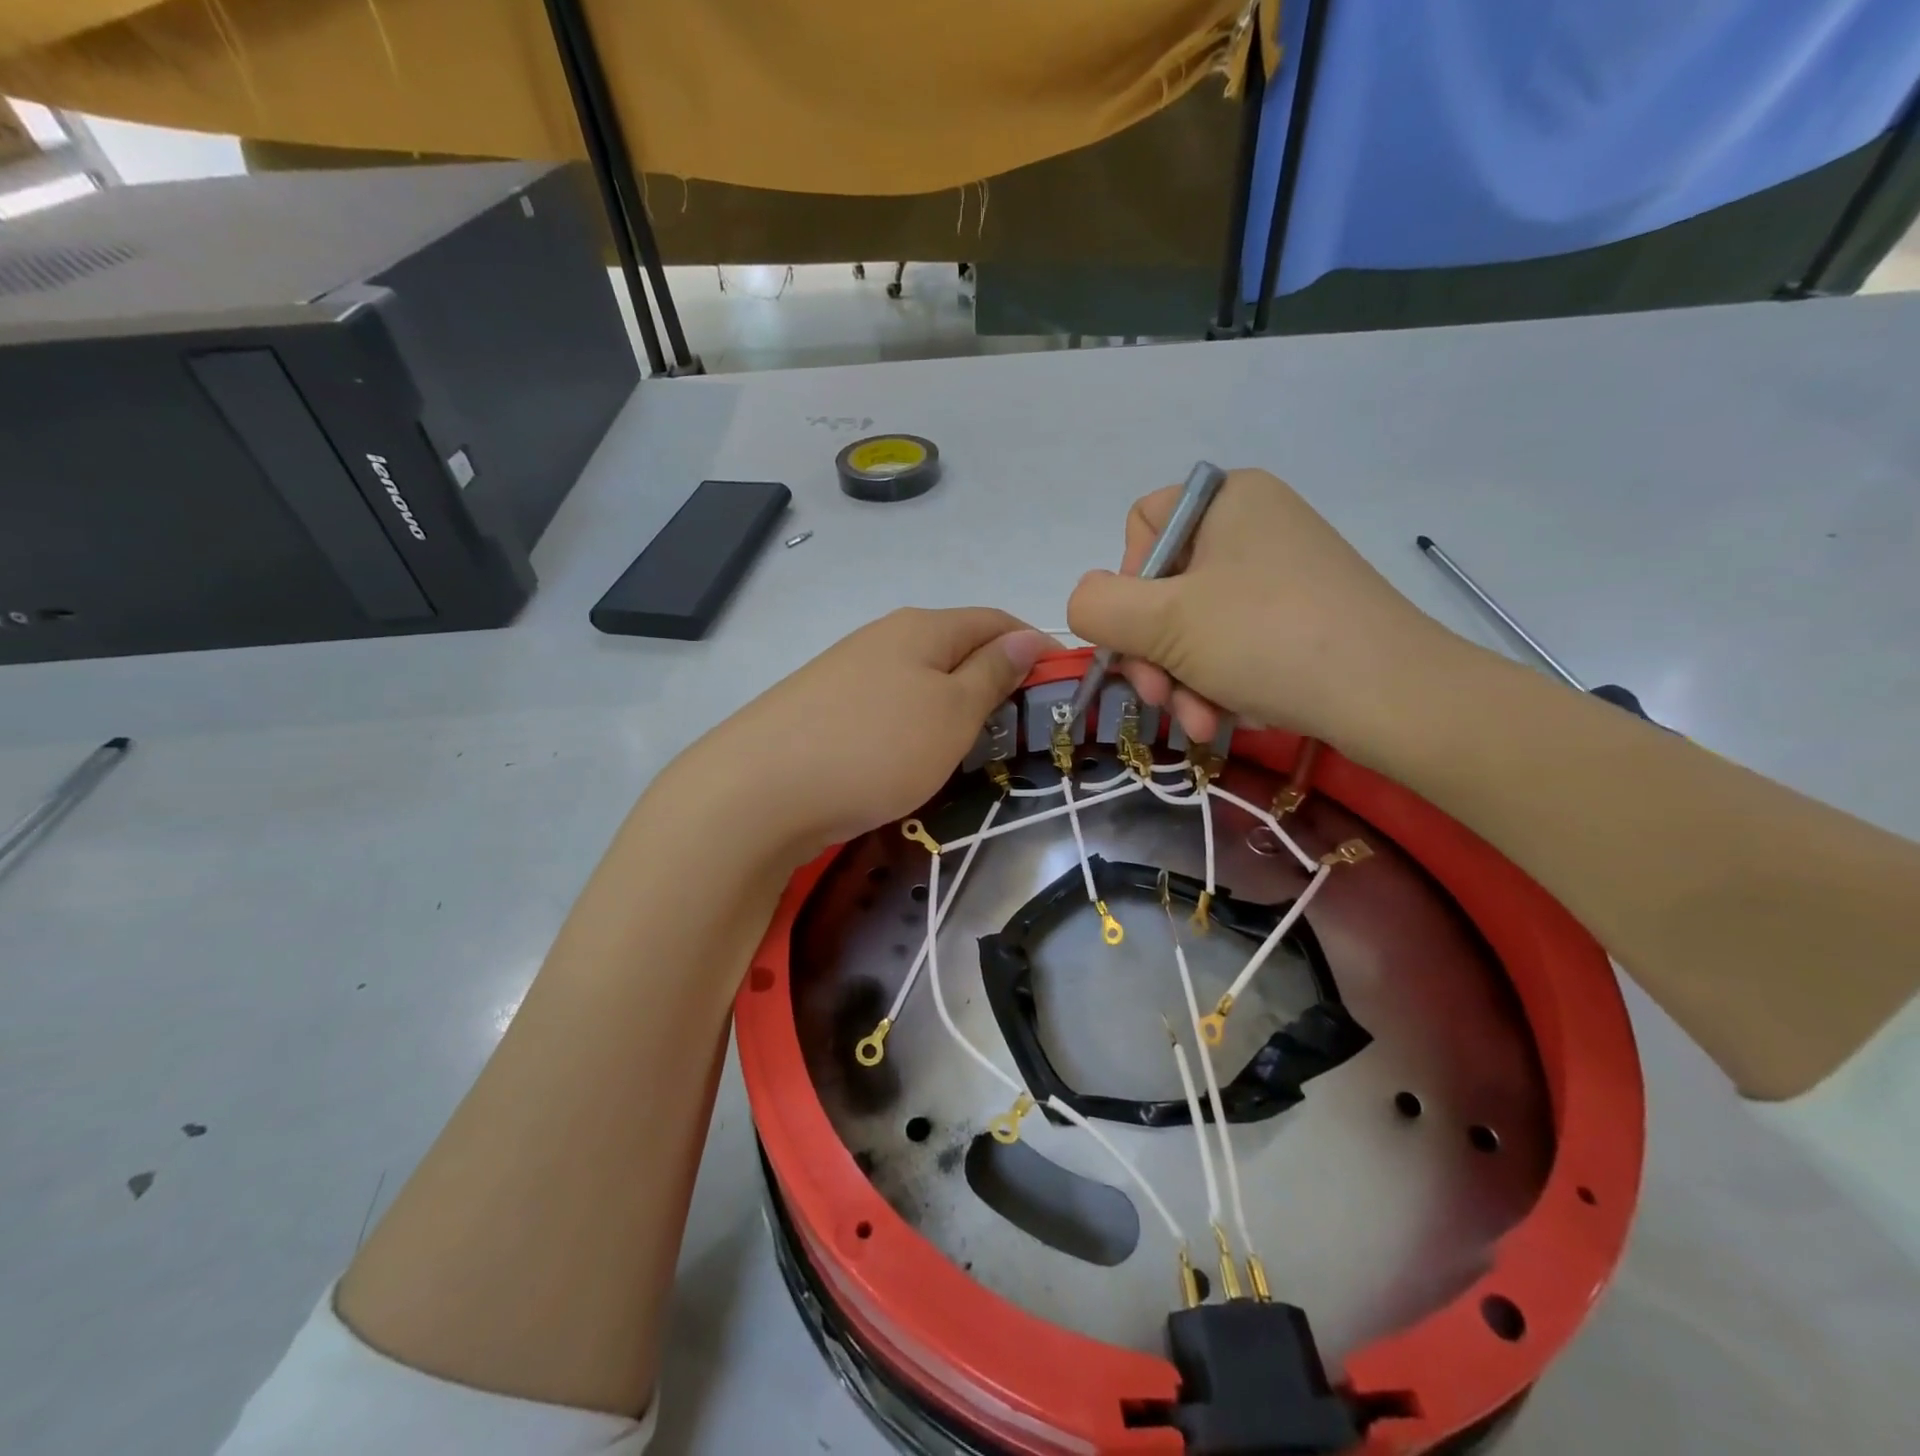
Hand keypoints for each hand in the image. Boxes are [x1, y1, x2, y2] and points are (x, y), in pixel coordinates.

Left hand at [674, 608, 1053, 862]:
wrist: (759, 791)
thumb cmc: (876, 747)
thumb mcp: (951, 712)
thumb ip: (992, 673)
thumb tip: (1029, 635)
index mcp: (922, 627)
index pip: (994, 620)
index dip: (1033, 647)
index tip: (1061, 689)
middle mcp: (884, 638)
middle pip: (956, 649)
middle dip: (994, 681)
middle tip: (1018, 732)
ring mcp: (848, 674)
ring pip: (921, 683)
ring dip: (953, 709)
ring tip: (970, 752)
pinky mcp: (824, 711)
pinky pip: (889, 710)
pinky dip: (915, 730)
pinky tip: (912, 761)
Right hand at [1066, 469, 1450, 749]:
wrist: (1394, 697)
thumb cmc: (1268, 640)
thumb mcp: (1162, 622)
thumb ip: (1096, 606)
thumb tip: (1085, 605)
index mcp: (1227, 499)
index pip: (1140, 527)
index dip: (1126, 584)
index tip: (1141, 633)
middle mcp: (1255, 525)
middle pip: (1164, 586)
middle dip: (1154, 654)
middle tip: (1160, 700)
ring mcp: (1281, 573)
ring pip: (1195, 626)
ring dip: (1182, 681)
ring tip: (1199, 723)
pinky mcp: (1301, 617)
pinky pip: (1234, 644)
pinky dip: (1221, 683)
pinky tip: (1230, 717)